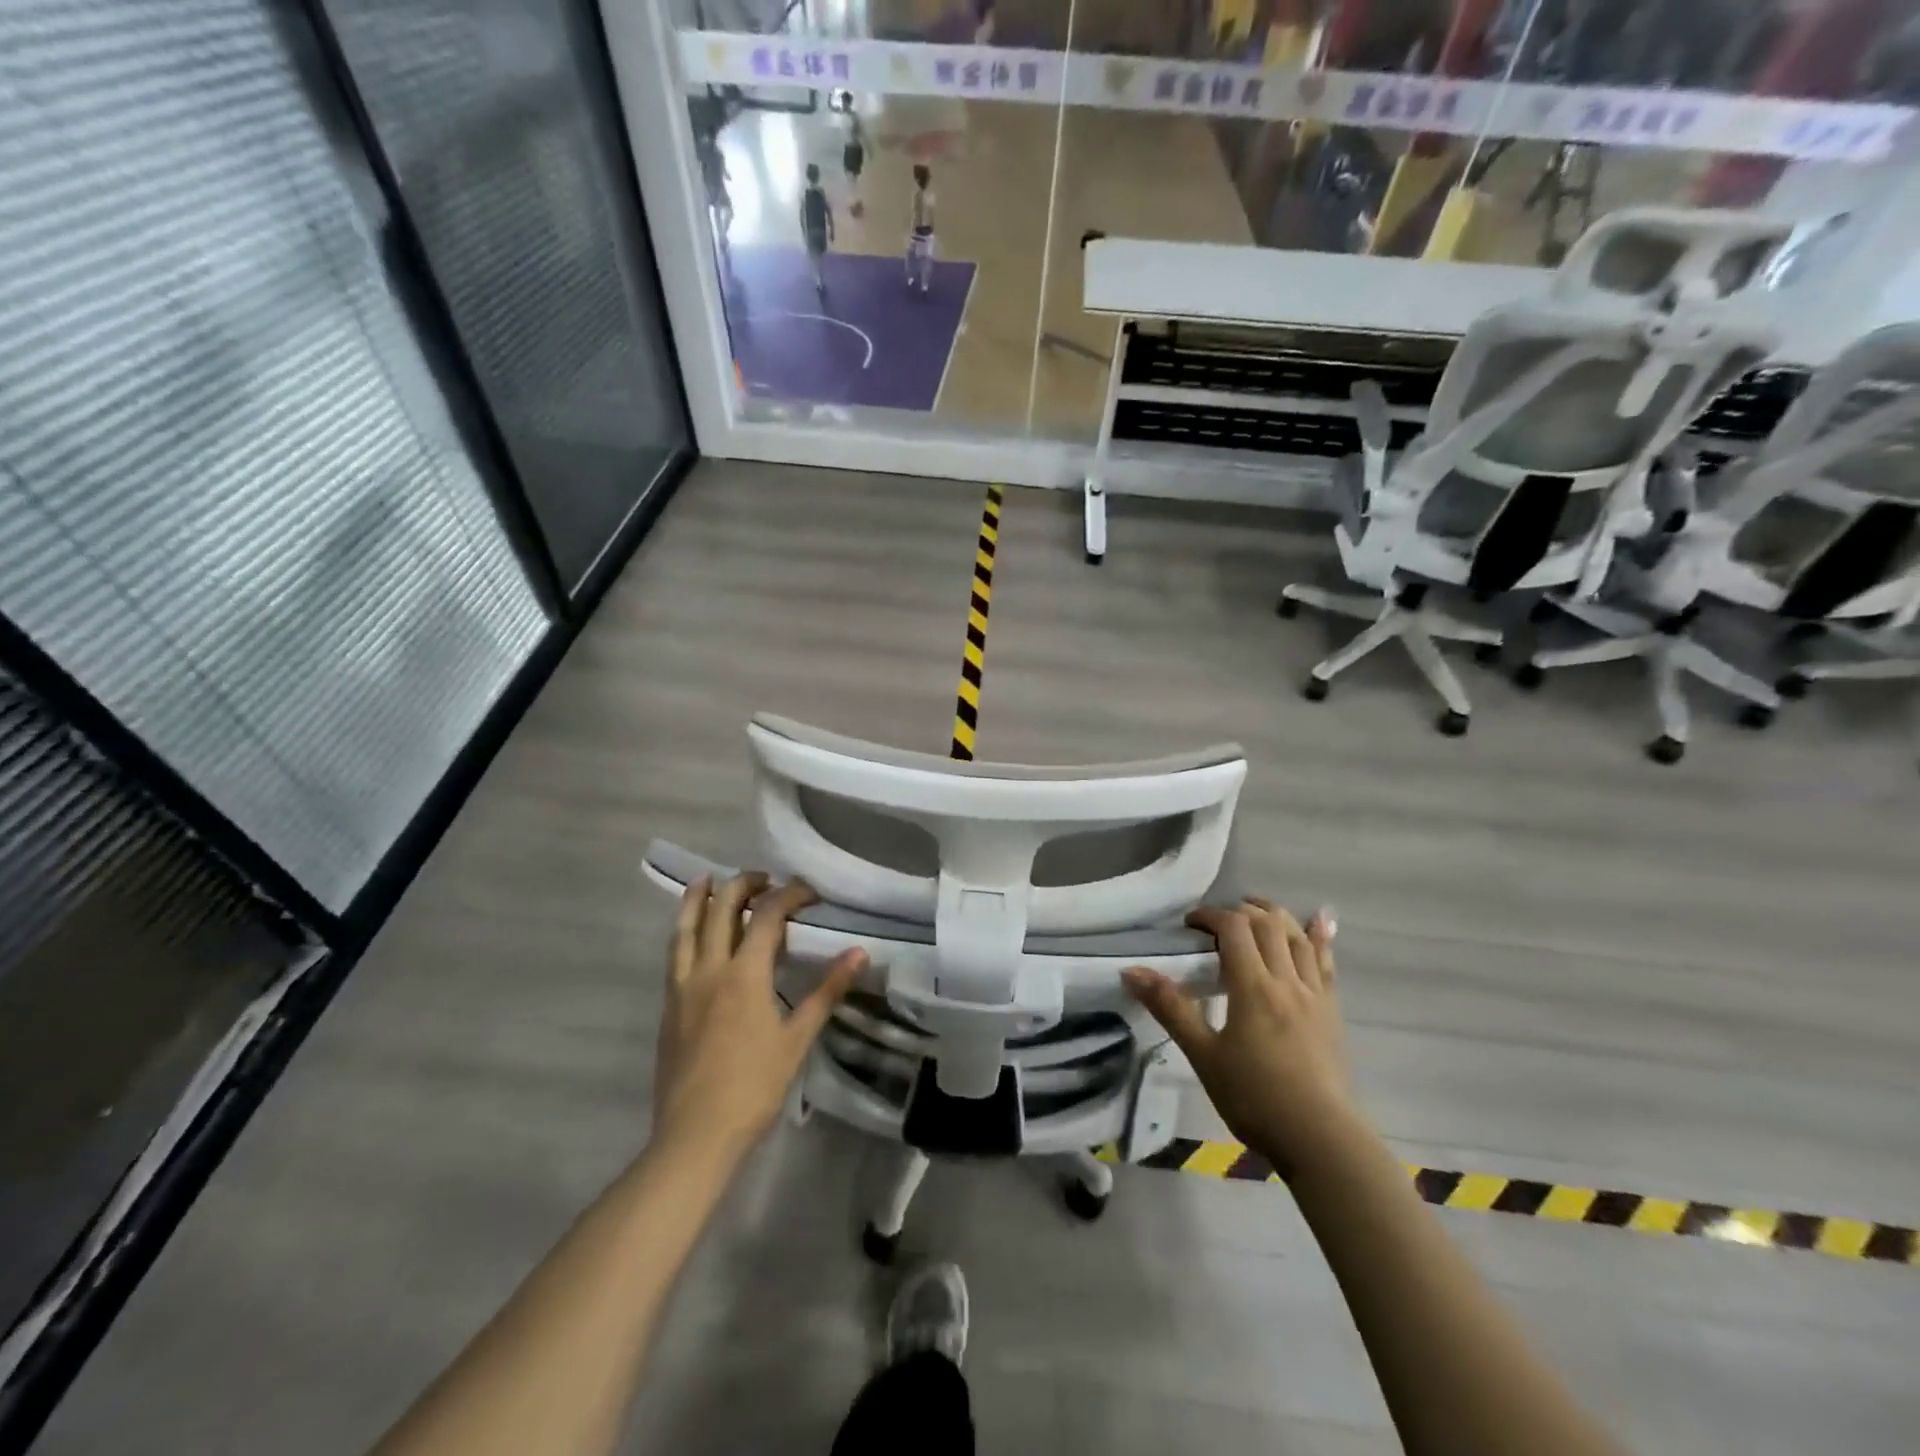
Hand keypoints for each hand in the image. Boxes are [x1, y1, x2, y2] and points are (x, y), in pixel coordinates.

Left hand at [653, 875, 865, 1159]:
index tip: (809, 893)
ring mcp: (682, 988)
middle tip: (764, 880)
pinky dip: (684, 931)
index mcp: (744, 974)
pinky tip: (692, 935)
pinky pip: (674, 954)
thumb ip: (827, 991)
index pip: (767, 915)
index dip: (789, 895)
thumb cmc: (755, 1087)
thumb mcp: (798, 1038)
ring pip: (684, 928)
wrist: (696, 1135)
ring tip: (707, 880)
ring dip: (698, 899)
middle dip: (742, 885)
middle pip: (720, 909)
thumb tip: (859, 952)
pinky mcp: (668, 1007)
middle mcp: (709, 970)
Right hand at [1125, 900, 1352, 1176]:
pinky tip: (1320, 922)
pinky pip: (1326, 964)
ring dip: (1276, 915)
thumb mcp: (1203, 1055)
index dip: (1210, 916)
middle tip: (1218, 920)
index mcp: (1253, 987)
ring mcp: (1315, 995)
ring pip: (1298, 937)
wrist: (1320, 1138)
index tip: (1189, 925)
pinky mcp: (1332, 1012)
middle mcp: (1287, 980)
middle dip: (1241, 910)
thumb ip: (1170, 1008)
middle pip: (1268, 924)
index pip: (1234, 929)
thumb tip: (1130, 971)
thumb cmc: (1254, 1097)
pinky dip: (1320, 937)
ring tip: (1256, 909)